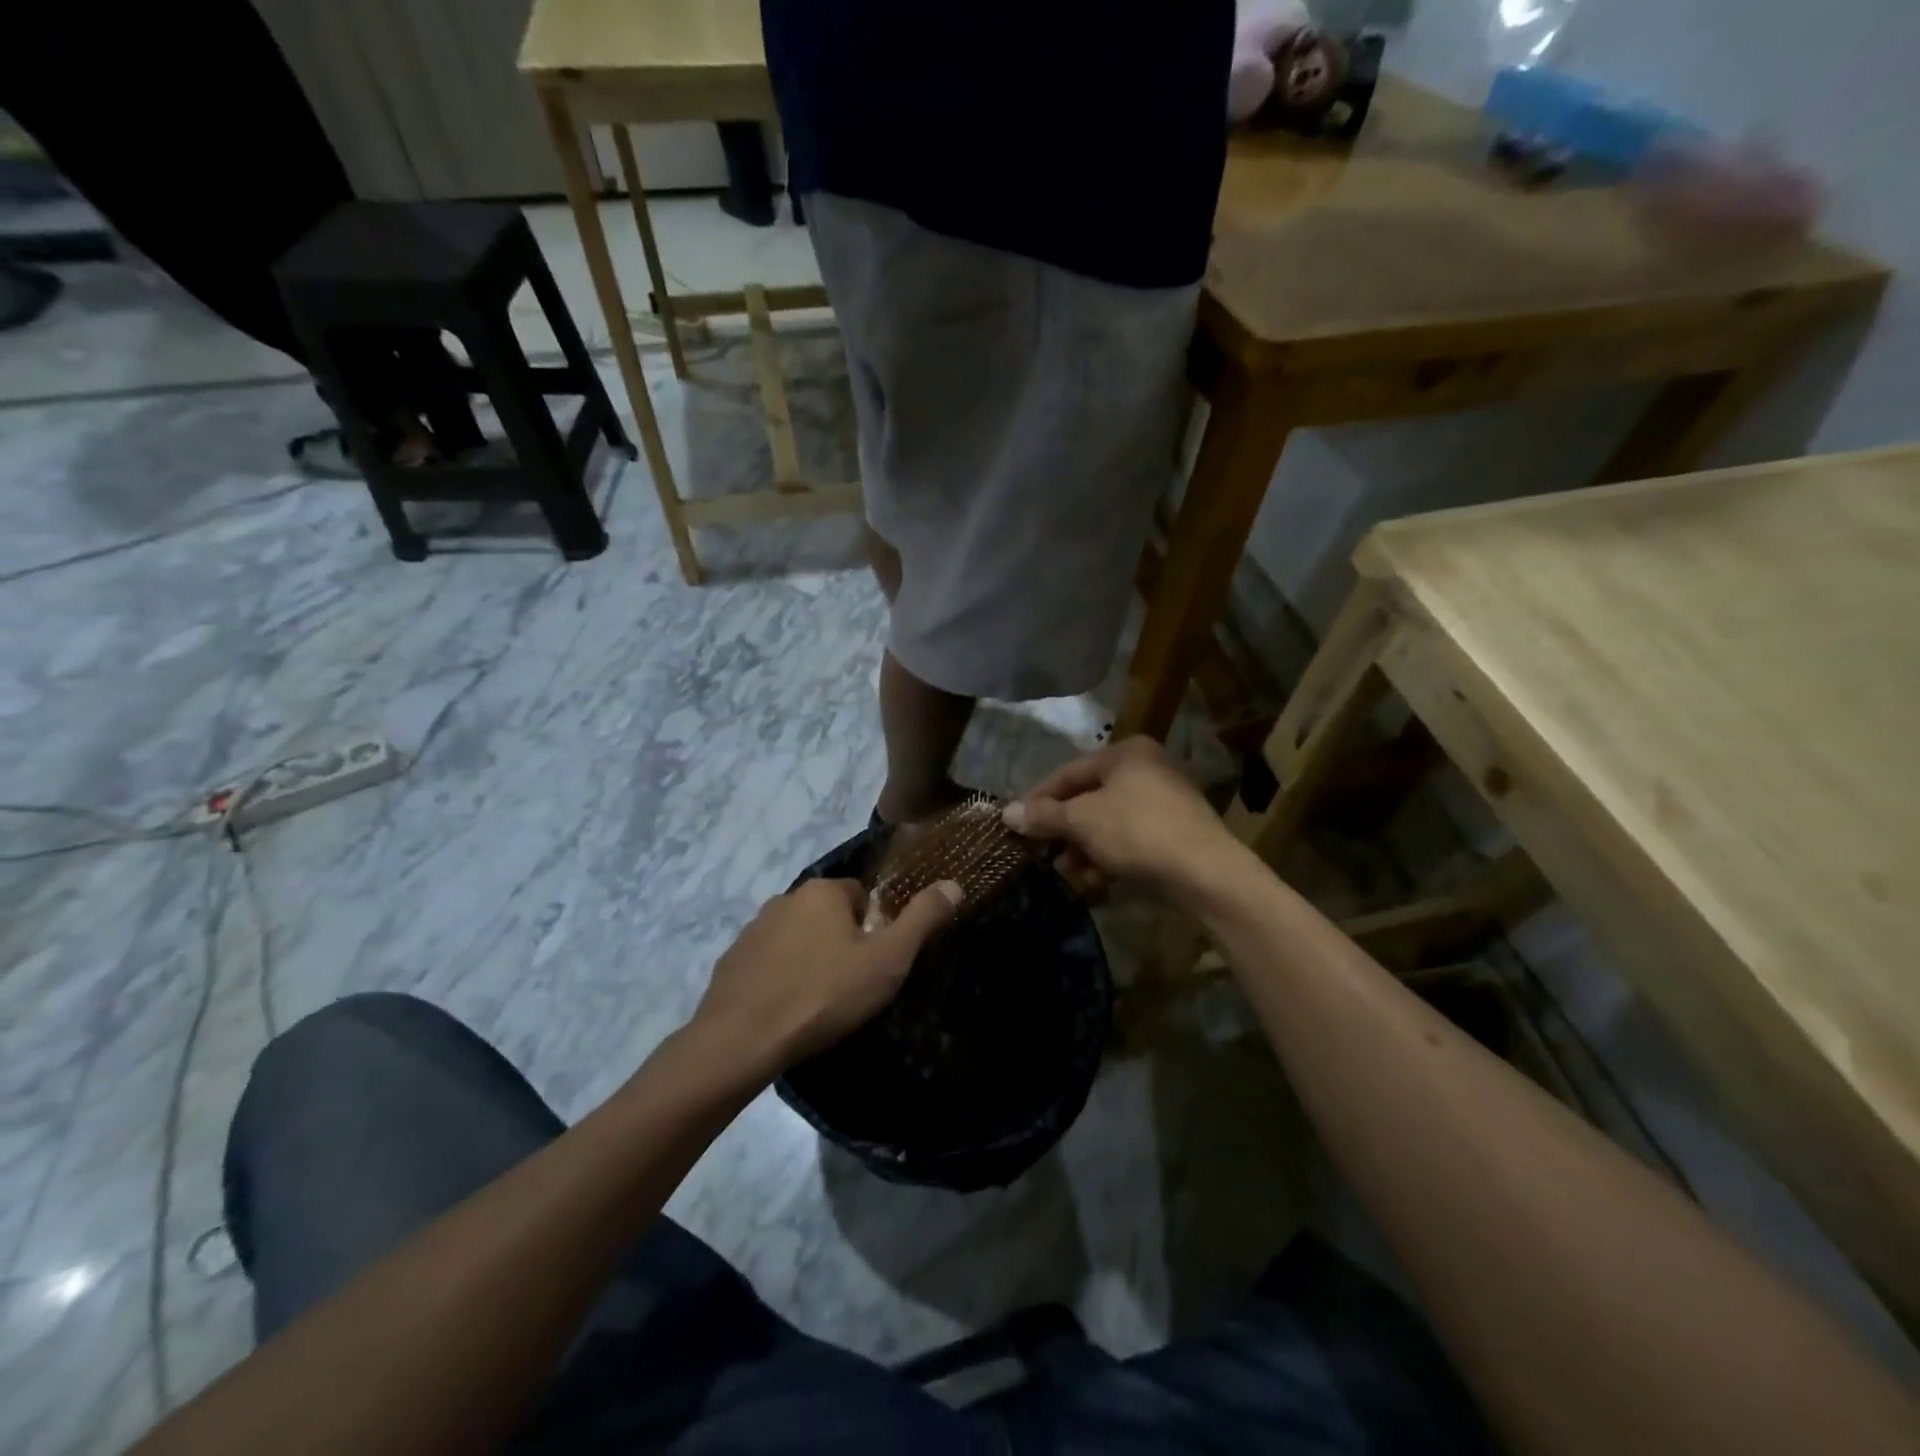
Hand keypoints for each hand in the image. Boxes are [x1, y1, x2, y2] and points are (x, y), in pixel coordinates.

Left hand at [694, 877, 961, 1072]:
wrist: (742, 1040)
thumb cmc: (825, 994)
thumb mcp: (888, 960)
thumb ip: (923, 919)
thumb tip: (954, 883)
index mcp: (822, 891)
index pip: (861, 896)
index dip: (875, 929)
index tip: (876, 964)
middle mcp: (785, 898)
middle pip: (828, 915)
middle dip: (842, 943)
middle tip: (851, 985)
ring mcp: (752, 929)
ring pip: (797, 937)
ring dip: (810, 959)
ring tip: (818, 1001)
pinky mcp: (731, 961)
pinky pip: (768, 962)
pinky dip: (780, 977)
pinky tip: (786, 1009)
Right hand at [1003, 737, 1235, 899]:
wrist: (1206, 873)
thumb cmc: (1137, 832)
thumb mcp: (1082, 822)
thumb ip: (1043, 815)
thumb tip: (1007, 813)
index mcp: (1126, 752)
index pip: (1068, 772)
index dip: (1037, 799)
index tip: (1015, 823)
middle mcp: (1147, 767)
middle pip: (1088, 799)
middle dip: (1064, 831)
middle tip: (1044, 855)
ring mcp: (1166, 800)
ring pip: (1108, 822)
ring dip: (1085, 849)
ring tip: (1073, 874)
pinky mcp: (1177, 831)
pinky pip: (1130, 837)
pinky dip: (1111, 856)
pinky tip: (1100, 881)